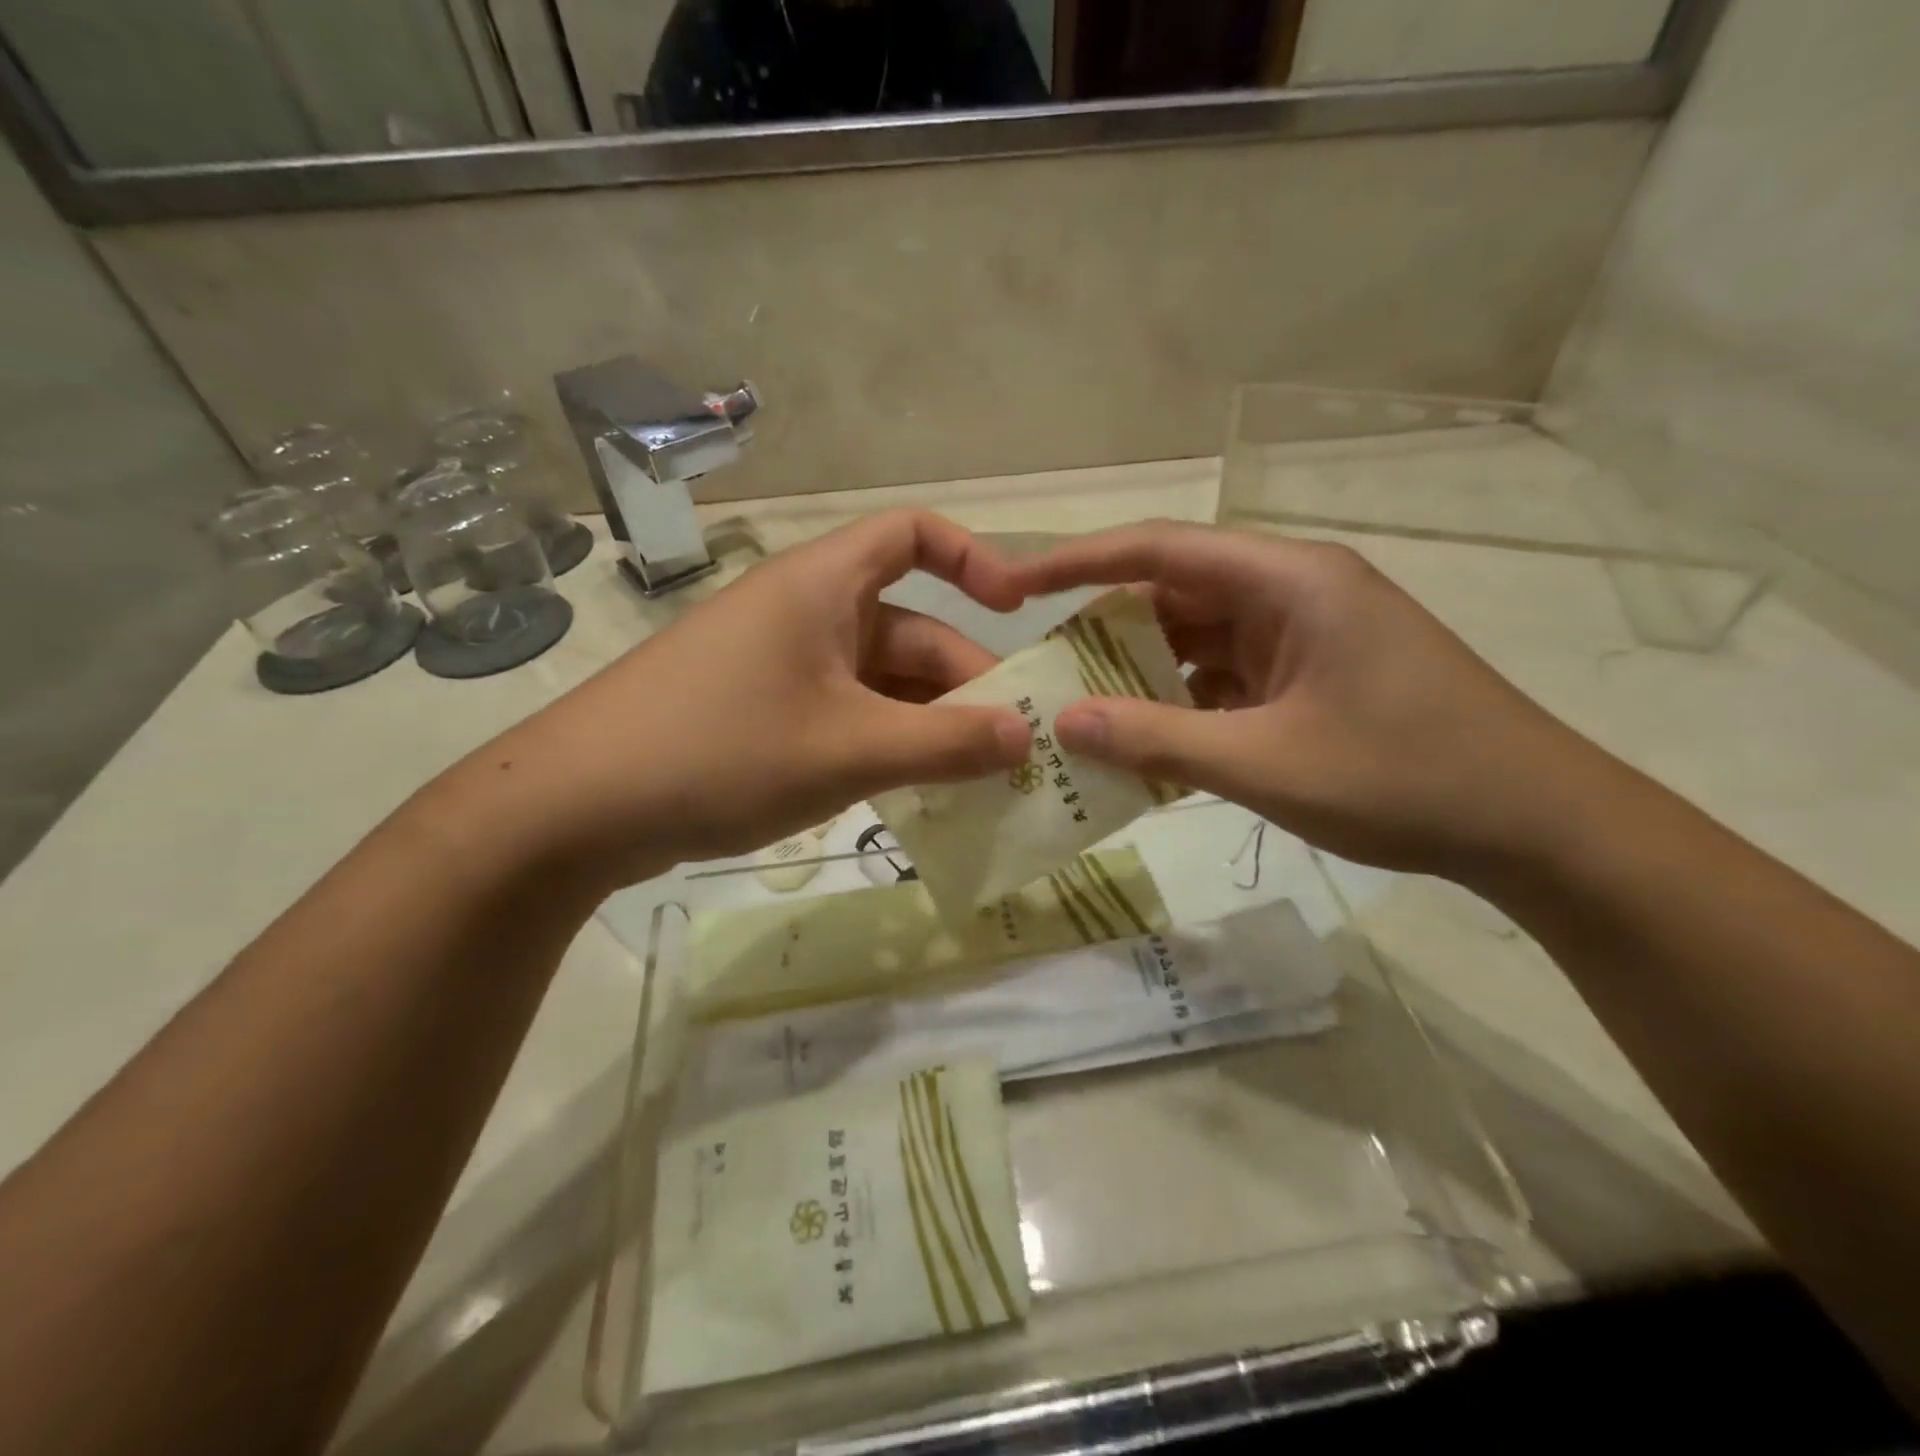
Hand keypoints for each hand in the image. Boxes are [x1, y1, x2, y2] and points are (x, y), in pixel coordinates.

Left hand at [471, 512, 1031, 885]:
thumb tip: (1028, 735)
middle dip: (963, 683)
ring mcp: (781, 666)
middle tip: (1012, 747)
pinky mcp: (762, 712)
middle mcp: (805, 613)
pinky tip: (912, 790)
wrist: (574, 808)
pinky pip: (845, 714)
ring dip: (927, 723)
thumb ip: (946, 742)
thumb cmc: (721, 752)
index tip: (1018, 611)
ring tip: (976, 779)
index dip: (974, 560)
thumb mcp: (849, 750)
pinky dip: (884, 742)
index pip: (913, 534)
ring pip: (879, 682)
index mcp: (823, 586)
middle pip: (909, 629)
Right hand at [1007, 522, 1616, 879]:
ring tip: (1085, 709)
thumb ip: (1157, 740)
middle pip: (1175, 590)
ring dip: (1145, 670)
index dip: (1078, 563)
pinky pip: (1227, 672)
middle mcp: (1295, 590)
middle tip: (1045, 670)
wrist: (1535, 825)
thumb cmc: (1405, 779)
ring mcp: (1307, 633)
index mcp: (1289, 581)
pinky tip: (1152, 739)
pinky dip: (1185, 700)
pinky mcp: (1314, 673)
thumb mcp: (1265, 765)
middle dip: (1106, 628)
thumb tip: (1064, 723)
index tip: (1015, 587)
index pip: (1159, 549)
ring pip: (1199, 636)